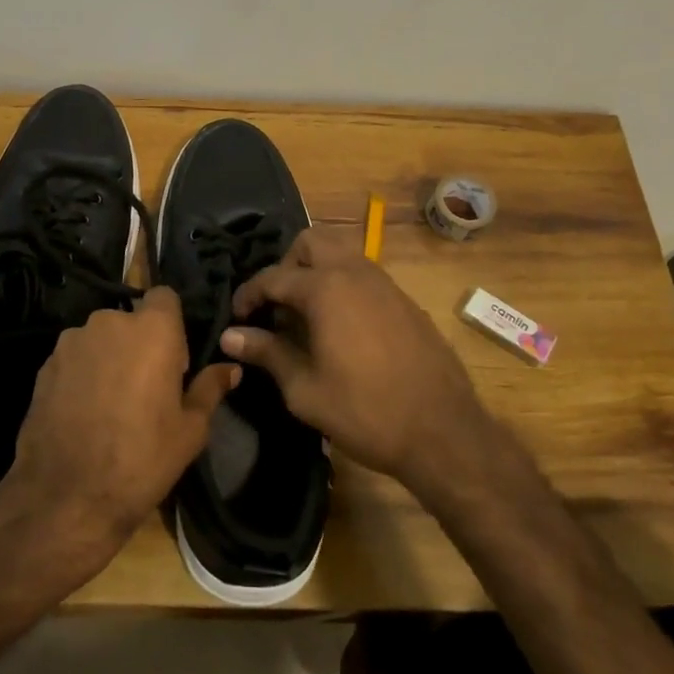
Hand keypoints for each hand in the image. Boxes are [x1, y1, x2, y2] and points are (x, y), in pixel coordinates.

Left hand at [3, 286, 237, 575]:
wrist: (65, 497)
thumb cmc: (141, 459)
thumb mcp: (190, 430)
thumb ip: (210, 389)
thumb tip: (231, 368)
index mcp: (152, 329)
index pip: (165, 295)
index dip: (172, 322)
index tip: (174, 360)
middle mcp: (109, 322)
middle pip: (131, 319)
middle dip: (140, 343)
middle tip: (146, 387)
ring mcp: (72, 341)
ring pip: (101, 338)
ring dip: (109, 357)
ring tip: (111, 403)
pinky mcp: (45, 364)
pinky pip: (75, 357)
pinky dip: (83, 374)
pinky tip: (84, 412)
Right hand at [222, 228, 493, 493]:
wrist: (443, 431)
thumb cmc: (364, 411)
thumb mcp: (304, 389)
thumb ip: (267, 353)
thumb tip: (230, 336)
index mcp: (326, 289)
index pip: (273, 276)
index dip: (248, 294)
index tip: (236, 317)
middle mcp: (355, 273)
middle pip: (311, 242)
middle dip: (286, 265)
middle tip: (277, 305)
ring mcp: (386, 284)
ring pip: (341, 254)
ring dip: (317, 272)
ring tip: (306, 316)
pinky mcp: (405, 301)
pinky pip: (364, 276)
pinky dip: (343, 286)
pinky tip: (341, 329)